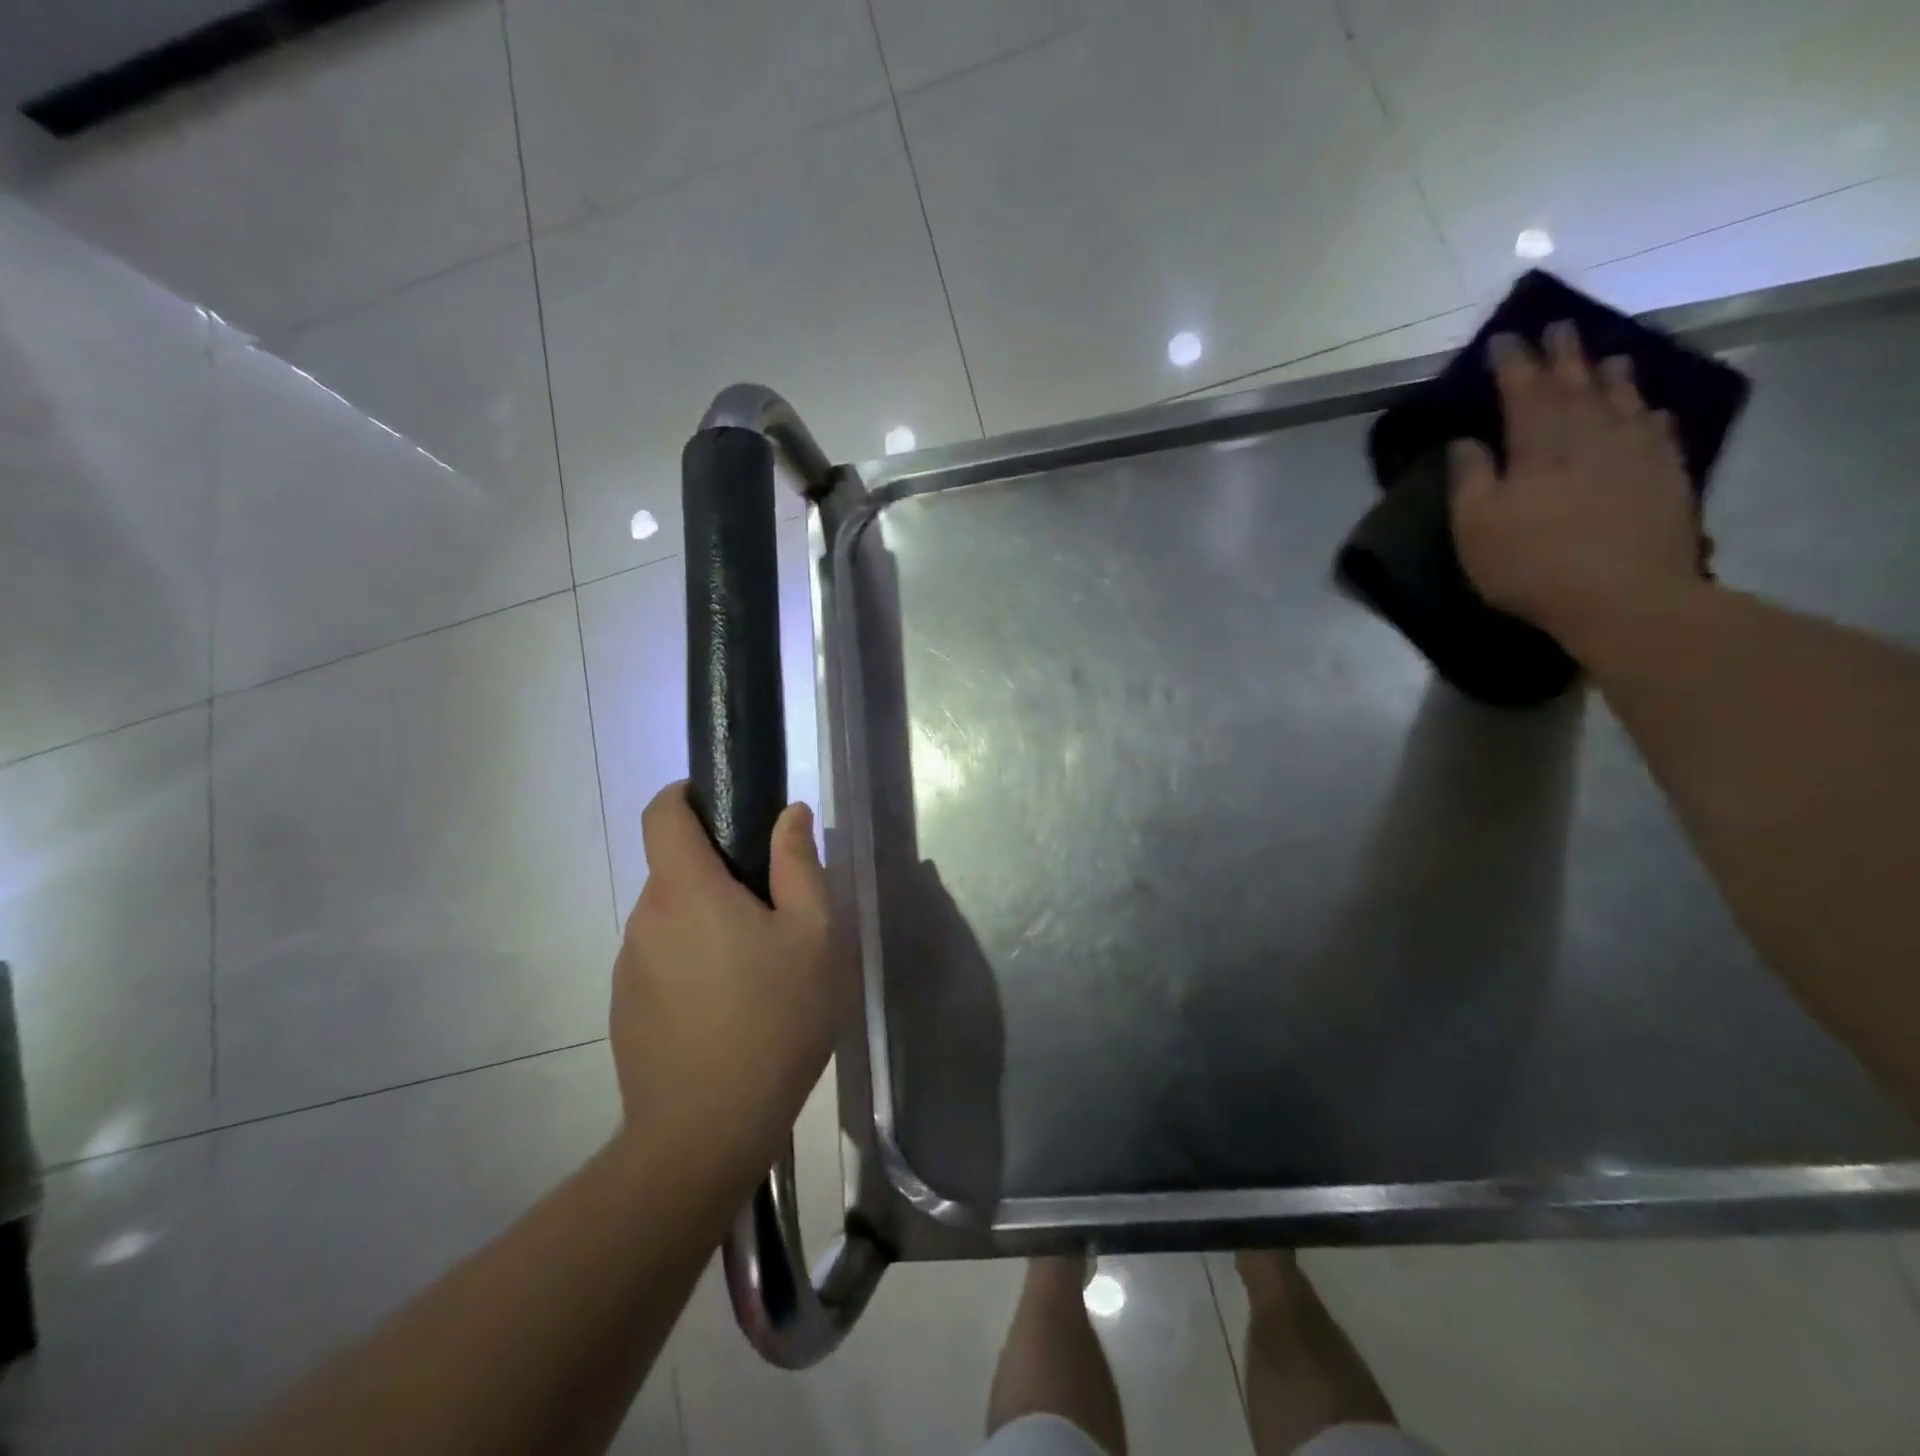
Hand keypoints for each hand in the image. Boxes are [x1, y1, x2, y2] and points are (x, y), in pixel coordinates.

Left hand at [610, 784, 841, 1169]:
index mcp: (686, 889)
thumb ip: (799, 865)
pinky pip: (661, 960)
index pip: (661, 813)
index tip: (722, 806)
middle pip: (674, 868)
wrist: (706, 1132)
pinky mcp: (625, 1007)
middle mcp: (645, 918)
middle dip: (718, 873)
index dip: (685, 795)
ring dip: (708, 923)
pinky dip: (691, 962)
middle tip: (772, 913)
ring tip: (756, 970)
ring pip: (671, 918)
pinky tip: (728, 1009)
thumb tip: (789, 814)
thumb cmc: (774, 1020)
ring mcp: (628, 966)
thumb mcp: (813, 936)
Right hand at [1450, 322, 1705, 656]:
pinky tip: (1646, 409)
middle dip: (1563, 355)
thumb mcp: (1476, 528)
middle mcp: (1590, 435)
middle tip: (1557, 328)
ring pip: (1622, 398)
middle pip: (1576, 383)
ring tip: (1604, 357)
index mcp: (1539, 446)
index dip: (1512, 363)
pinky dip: (1646, 412)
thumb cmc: (1532, 564)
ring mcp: (1635, 451)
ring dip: (1609, 374)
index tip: (1503, 339)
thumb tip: (1466, 441)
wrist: (1624, 597)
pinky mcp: (1667, 474)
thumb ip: (1470, 479)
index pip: (1522, 391)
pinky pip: (1657, 428)